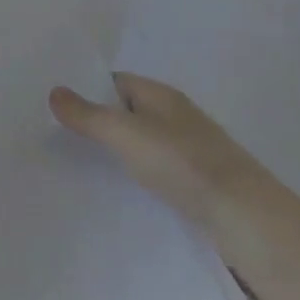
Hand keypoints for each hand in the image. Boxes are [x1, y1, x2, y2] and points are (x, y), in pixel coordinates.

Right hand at [50, 73, 283, 236]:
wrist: (245, 218)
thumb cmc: (183, 164)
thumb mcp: (127, 135)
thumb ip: (89, 115)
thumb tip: (54, 91)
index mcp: (161, 95)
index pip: (115, 81)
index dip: (86, 90)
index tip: (54, 107)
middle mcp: (175, 117)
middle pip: (127, 112)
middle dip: (97, 122)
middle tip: (56, 138)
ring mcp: (188, 151)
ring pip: (141, 143)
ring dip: (115, 152)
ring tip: (77, 167)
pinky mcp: (194, 183)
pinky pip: (154, 170)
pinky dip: (134, 175)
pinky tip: (116, 192)